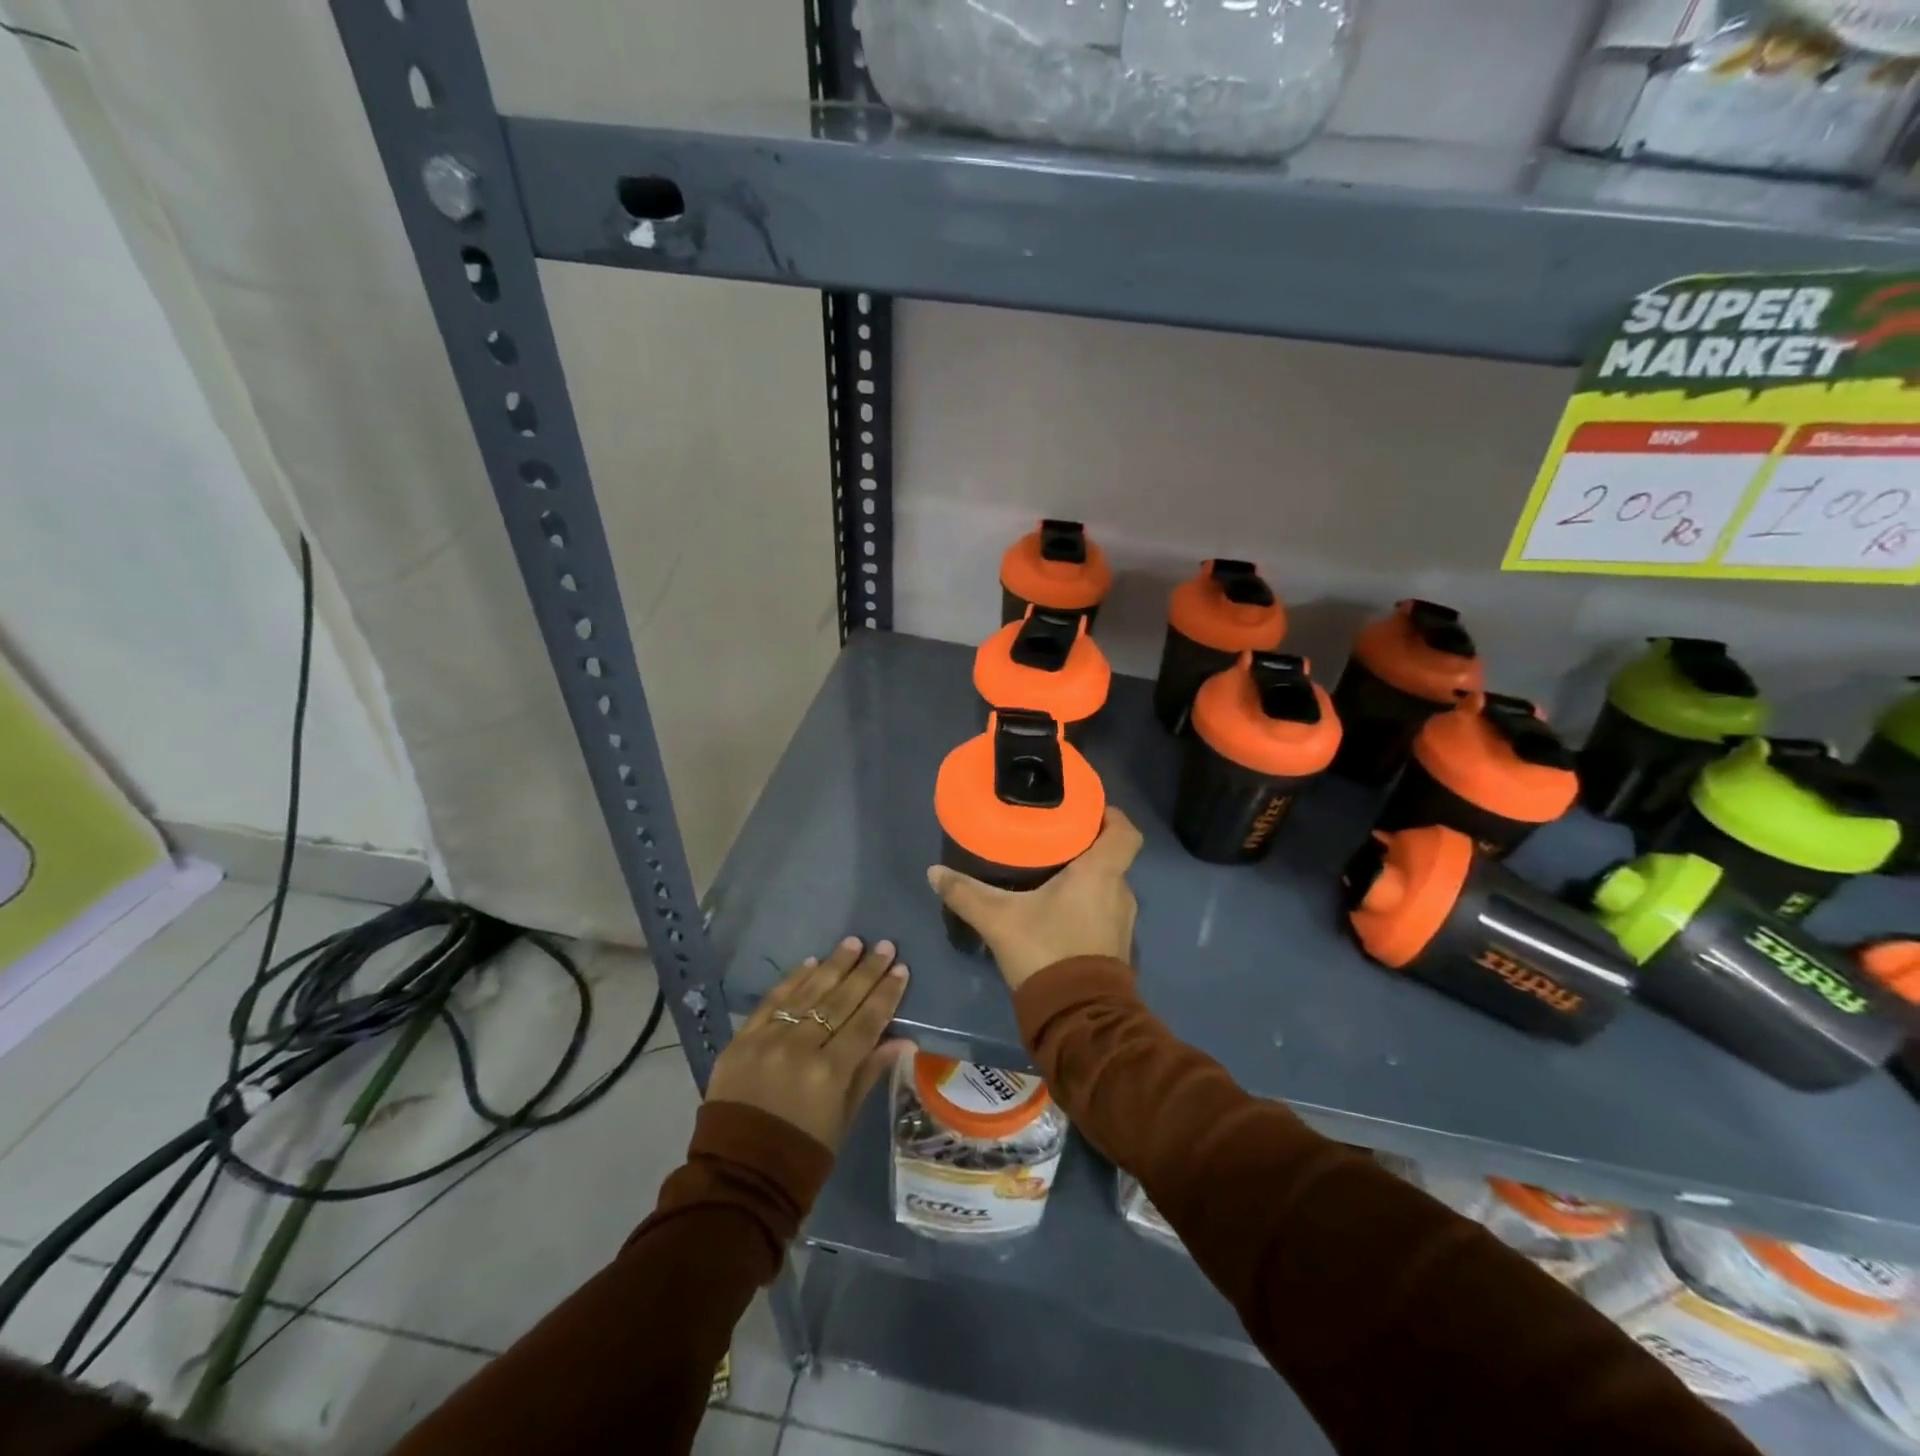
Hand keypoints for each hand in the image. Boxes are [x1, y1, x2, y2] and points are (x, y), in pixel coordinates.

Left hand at [707, 937, 912, 1150]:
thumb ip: (869, 1073)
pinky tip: (811, 963)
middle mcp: (800, 1049)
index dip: (885, 995)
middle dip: (866, 972)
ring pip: (807, 993)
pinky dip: (792, 981)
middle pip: (839, 1001)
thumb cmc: (802, 1156)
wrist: (737, 1177)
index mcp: (829, 1073)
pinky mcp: (741, 1040)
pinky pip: (771, 1002)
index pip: (866, 1023)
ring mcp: (767, 1041)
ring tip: (853, 943)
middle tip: (884, 946)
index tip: (901, 970)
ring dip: (833, 966)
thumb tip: (904, 1041)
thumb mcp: (843, 1119)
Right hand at [926, 807, 1142, 992]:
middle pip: (1111, 856)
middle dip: (1085, 846)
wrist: (1077, 1018)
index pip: (1124, 831)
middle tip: (1051, 838)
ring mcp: (1122, 922)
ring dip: (1084, 878)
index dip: (1110, 815)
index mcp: (1101, 873)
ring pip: (1106, 885)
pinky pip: (1103, 910)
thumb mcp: (999, 919)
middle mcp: (1120, 892)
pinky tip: (1056, 909)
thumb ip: (966, 893)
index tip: (1083, 810)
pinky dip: (1085, 903)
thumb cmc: (1046, 952)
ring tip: (1049, 872)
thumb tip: (934, 871)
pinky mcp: (1116, 946)